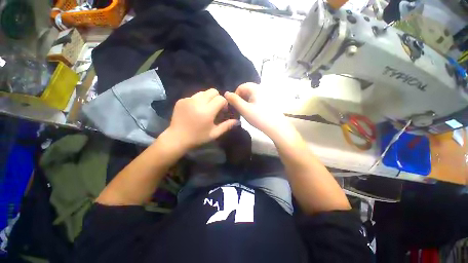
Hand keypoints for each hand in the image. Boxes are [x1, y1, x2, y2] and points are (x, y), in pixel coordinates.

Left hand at [166, 88, 237, 150]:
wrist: (177, 138)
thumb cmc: (198, 137)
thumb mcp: (214, 133)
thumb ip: (226, 126)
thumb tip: (237, 121)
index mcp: (207, 111)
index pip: (220, 98)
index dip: (224, 103)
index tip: (222, 111)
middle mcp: (198, 102)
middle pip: (212, 91)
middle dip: (217, 98)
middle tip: (214, 108)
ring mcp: (188, 100)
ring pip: (203, 92)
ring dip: (207, 98)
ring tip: (204, 109)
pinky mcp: (181, 100)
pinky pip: (193, 96)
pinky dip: (197, 101)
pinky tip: (195, 111)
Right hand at [224, 83, 297, 141]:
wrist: (276, 127)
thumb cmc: (259, 118)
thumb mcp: (244, 109)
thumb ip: (234, 100)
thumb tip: (226, 93)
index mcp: (256, 88)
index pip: (241, 87)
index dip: (235, 95)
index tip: (235, 106)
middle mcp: (262, 89)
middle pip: (247, 90)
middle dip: (241, 99)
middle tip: (240, 110)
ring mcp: (267, 95)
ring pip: (252, 95)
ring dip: (246, 102)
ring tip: (246, 112)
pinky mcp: (270, 101)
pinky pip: (258, 99)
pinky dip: (253, 104)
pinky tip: (253, 112)